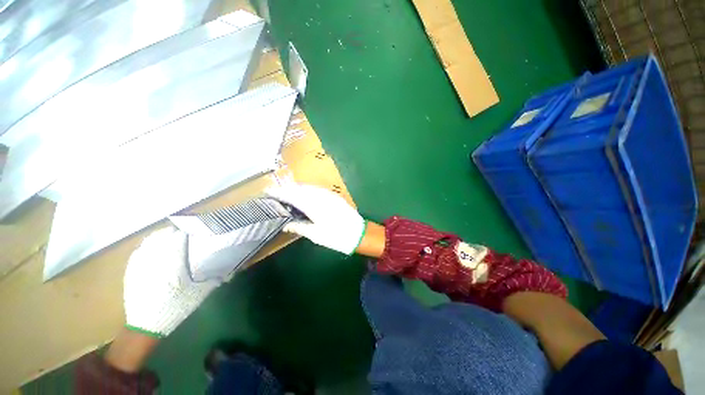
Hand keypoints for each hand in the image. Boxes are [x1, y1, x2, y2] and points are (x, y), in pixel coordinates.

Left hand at [123, 226, 220, 337]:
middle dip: (173, 231)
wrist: (146, 326)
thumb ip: (213, 279)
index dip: (187, 232)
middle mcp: (155, 260)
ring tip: (168, 237)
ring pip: (149, 241)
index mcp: (173, 263)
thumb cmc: (175, 308)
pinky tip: (151, 248)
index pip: (178, 238)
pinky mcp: (131, 271)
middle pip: (162, 236)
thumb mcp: (199, 294)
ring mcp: (140, 265)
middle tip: (182, 233)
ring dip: (159, 236)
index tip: (194, 231)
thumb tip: (230, 273)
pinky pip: (139, 251)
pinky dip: (147, 246)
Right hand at [267, 184, 365, 254]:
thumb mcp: (316, 235)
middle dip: (286, 188)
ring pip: (308, 188)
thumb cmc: (337, 237)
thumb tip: (285, 223)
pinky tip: (303, 194)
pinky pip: (317, 190)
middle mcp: (321, 196)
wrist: (359, 233)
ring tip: (286, 192)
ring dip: (296, 188)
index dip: (280, 192)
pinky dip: (307, 190)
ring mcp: (329, 195)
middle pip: (300, 188)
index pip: (293, 195)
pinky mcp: (334, 196)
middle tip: (274, 192)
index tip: (268, 191)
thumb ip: (300, 227)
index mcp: (314, 206)